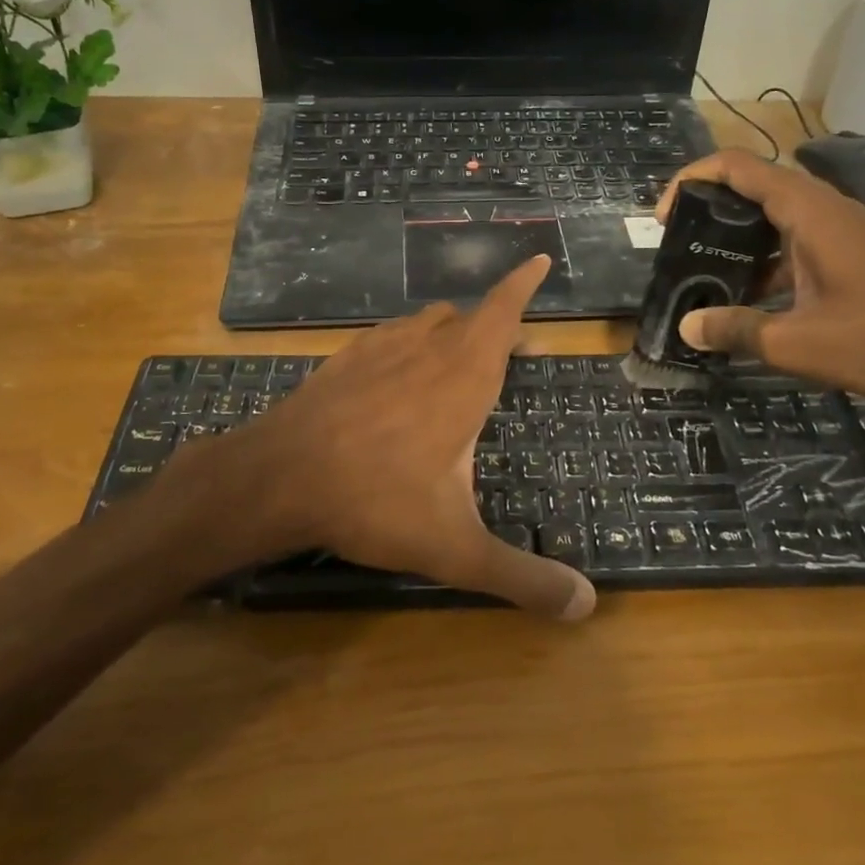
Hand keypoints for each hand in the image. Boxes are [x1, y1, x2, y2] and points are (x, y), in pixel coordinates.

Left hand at [207, 255, 594, 620]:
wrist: (278, 478)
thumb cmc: (377, 501)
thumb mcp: (456, 548)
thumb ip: (522, 577)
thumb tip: (586, 606)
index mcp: (464, 376)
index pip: (502, 312)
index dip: (522, 284)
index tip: (537, 259)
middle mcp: (426, 349)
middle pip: (470, 318)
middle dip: (496, 324)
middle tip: (514, 346)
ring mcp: (380, 348)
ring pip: (427, 322)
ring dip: (451, 331)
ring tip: (459, 356)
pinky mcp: (344, 359)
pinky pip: (389, 336)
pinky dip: (407, 342)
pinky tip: (397, 370)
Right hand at [655, 149, 864, 406]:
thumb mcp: (795, 342)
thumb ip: (736, 329)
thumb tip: (687, 326)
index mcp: (808, 212)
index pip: (738, 167)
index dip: (692, 180)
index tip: (664, 217)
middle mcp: (823, 209)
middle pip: (753, 185)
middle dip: (709, 207)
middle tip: (677, 244)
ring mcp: (840, 231)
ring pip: (774, 215)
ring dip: (736, 235)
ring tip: (702, 269)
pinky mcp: (850, 254)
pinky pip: (793, 240)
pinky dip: (763, 257)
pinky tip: (747, 297)